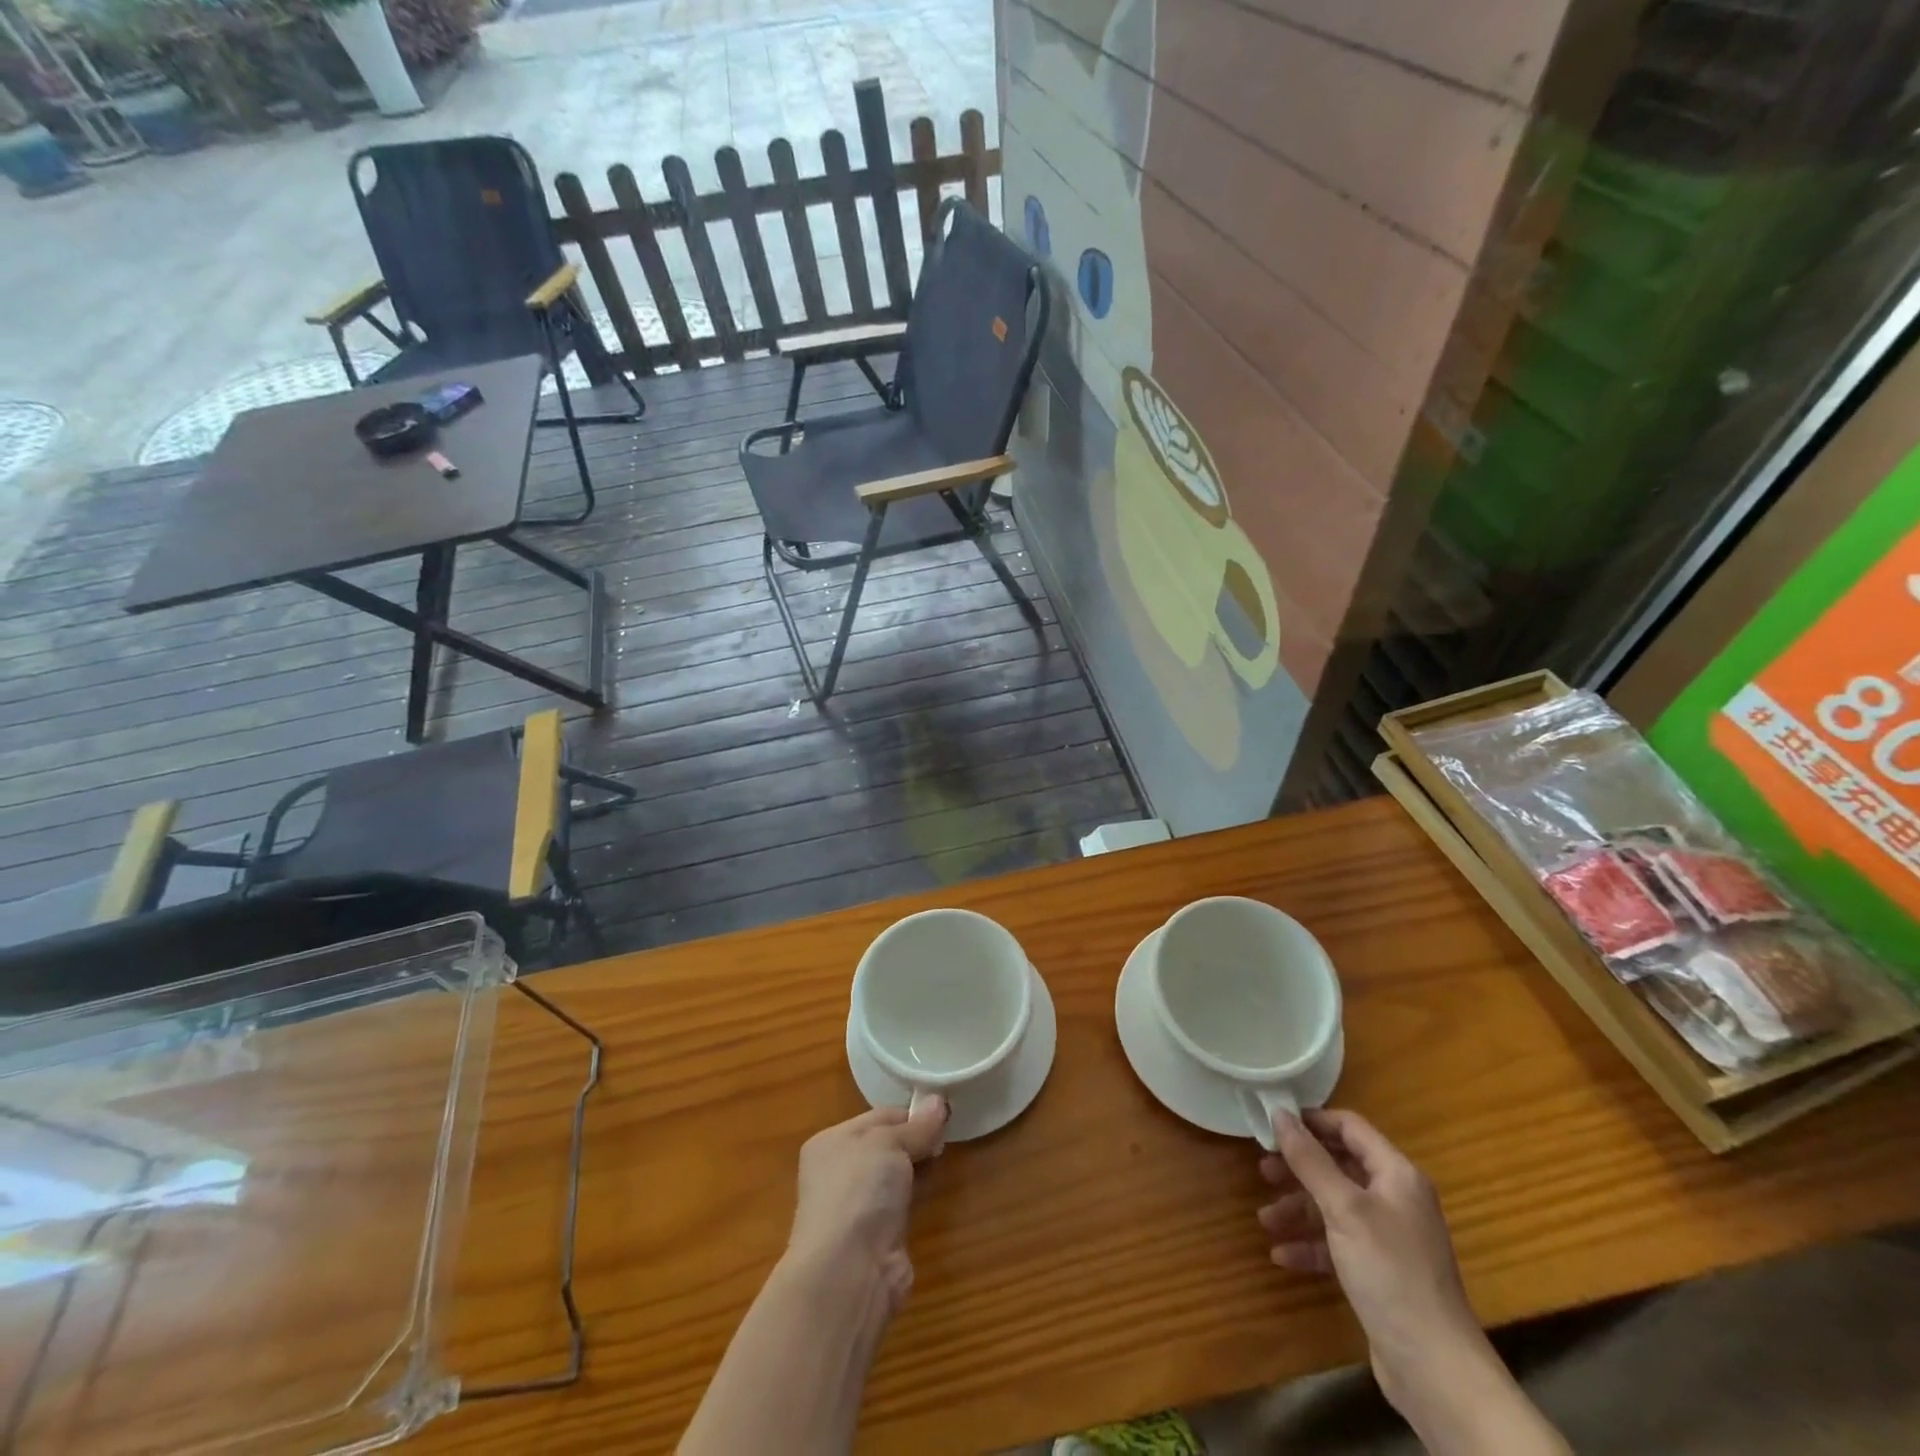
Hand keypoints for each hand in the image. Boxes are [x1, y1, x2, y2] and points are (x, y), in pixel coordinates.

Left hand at [787, 1099, 949, 1314]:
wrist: (849, 1270)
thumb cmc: (859, 1189)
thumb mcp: (889, 1142)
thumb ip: (917, 1126)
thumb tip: (939, 1101)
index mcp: (831, 1142)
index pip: (878, 1117)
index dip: (910, 1114)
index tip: (942, 1112)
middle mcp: (839, 1172)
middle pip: (886, 1145)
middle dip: (916, 1139)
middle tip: (948, 1133)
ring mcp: (857, 1207)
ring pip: (895, 1175)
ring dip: (918, 1166)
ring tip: (947, 1154)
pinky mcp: (877, 1236)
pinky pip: (902, 1204)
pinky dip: (918, 1195)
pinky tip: (937, 1186)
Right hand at [1258, 1109, 1487, 1409]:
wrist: (1434, 1368)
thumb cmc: (1390, 1272)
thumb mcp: (1343, 1208)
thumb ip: (1309, 1159)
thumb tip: (1279, 1113)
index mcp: (1396, 1175)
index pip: (1350, 1128)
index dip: (1312, 1121)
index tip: (1272, 1124)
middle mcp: (1395, 1199)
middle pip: (1339, 1167)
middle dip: (1299, 1169)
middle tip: (1263, 1171)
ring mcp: (1389, 1238)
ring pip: (1334, 1207)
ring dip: (1298, 1210)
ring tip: (1265, 1218)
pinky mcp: (1380, 1272)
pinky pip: (1338, 1244)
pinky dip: (1311, 1245)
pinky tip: (1283, 1255)